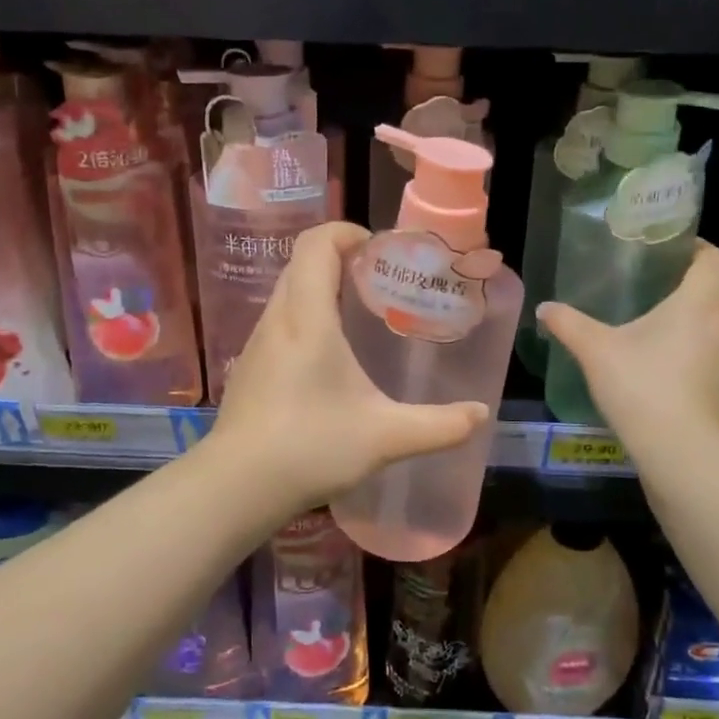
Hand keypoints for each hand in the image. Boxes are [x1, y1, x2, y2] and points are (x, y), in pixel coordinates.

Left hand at [208, 222, 488, 512]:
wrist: (237, 486)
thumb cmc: (311, 446)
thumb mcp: (386, 437)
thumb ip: (439, 425)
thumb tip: (482, 415)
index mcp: (308, 317)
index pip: (316, 243)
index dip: (346, 232)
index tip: (379, 250)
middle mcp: (278, 319)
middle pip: (302, 262)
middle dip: (340, 258)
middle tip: (379, 282)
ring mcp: (257, 343)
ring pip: (289, 292)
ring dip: (321, 288)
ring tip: (360, 317)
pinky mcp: (249, 367)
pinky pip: (280, 321)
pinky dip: (306, 317)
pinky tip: (329, 360)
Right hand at [537, 242, 718, 439]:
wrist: (679, 449)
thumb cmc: (640, 385)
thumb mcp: (595, 350)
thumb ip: (568, 324)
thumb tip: (544, 308)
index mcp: (697, 304)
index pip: (716, 261)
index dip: (702, 249)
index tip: (678, 250)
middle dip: (705, 280)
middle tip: (671, 283)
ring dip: (708, 317)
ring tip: (672, 325)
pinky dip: (707, 352)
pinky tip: (679, 368)